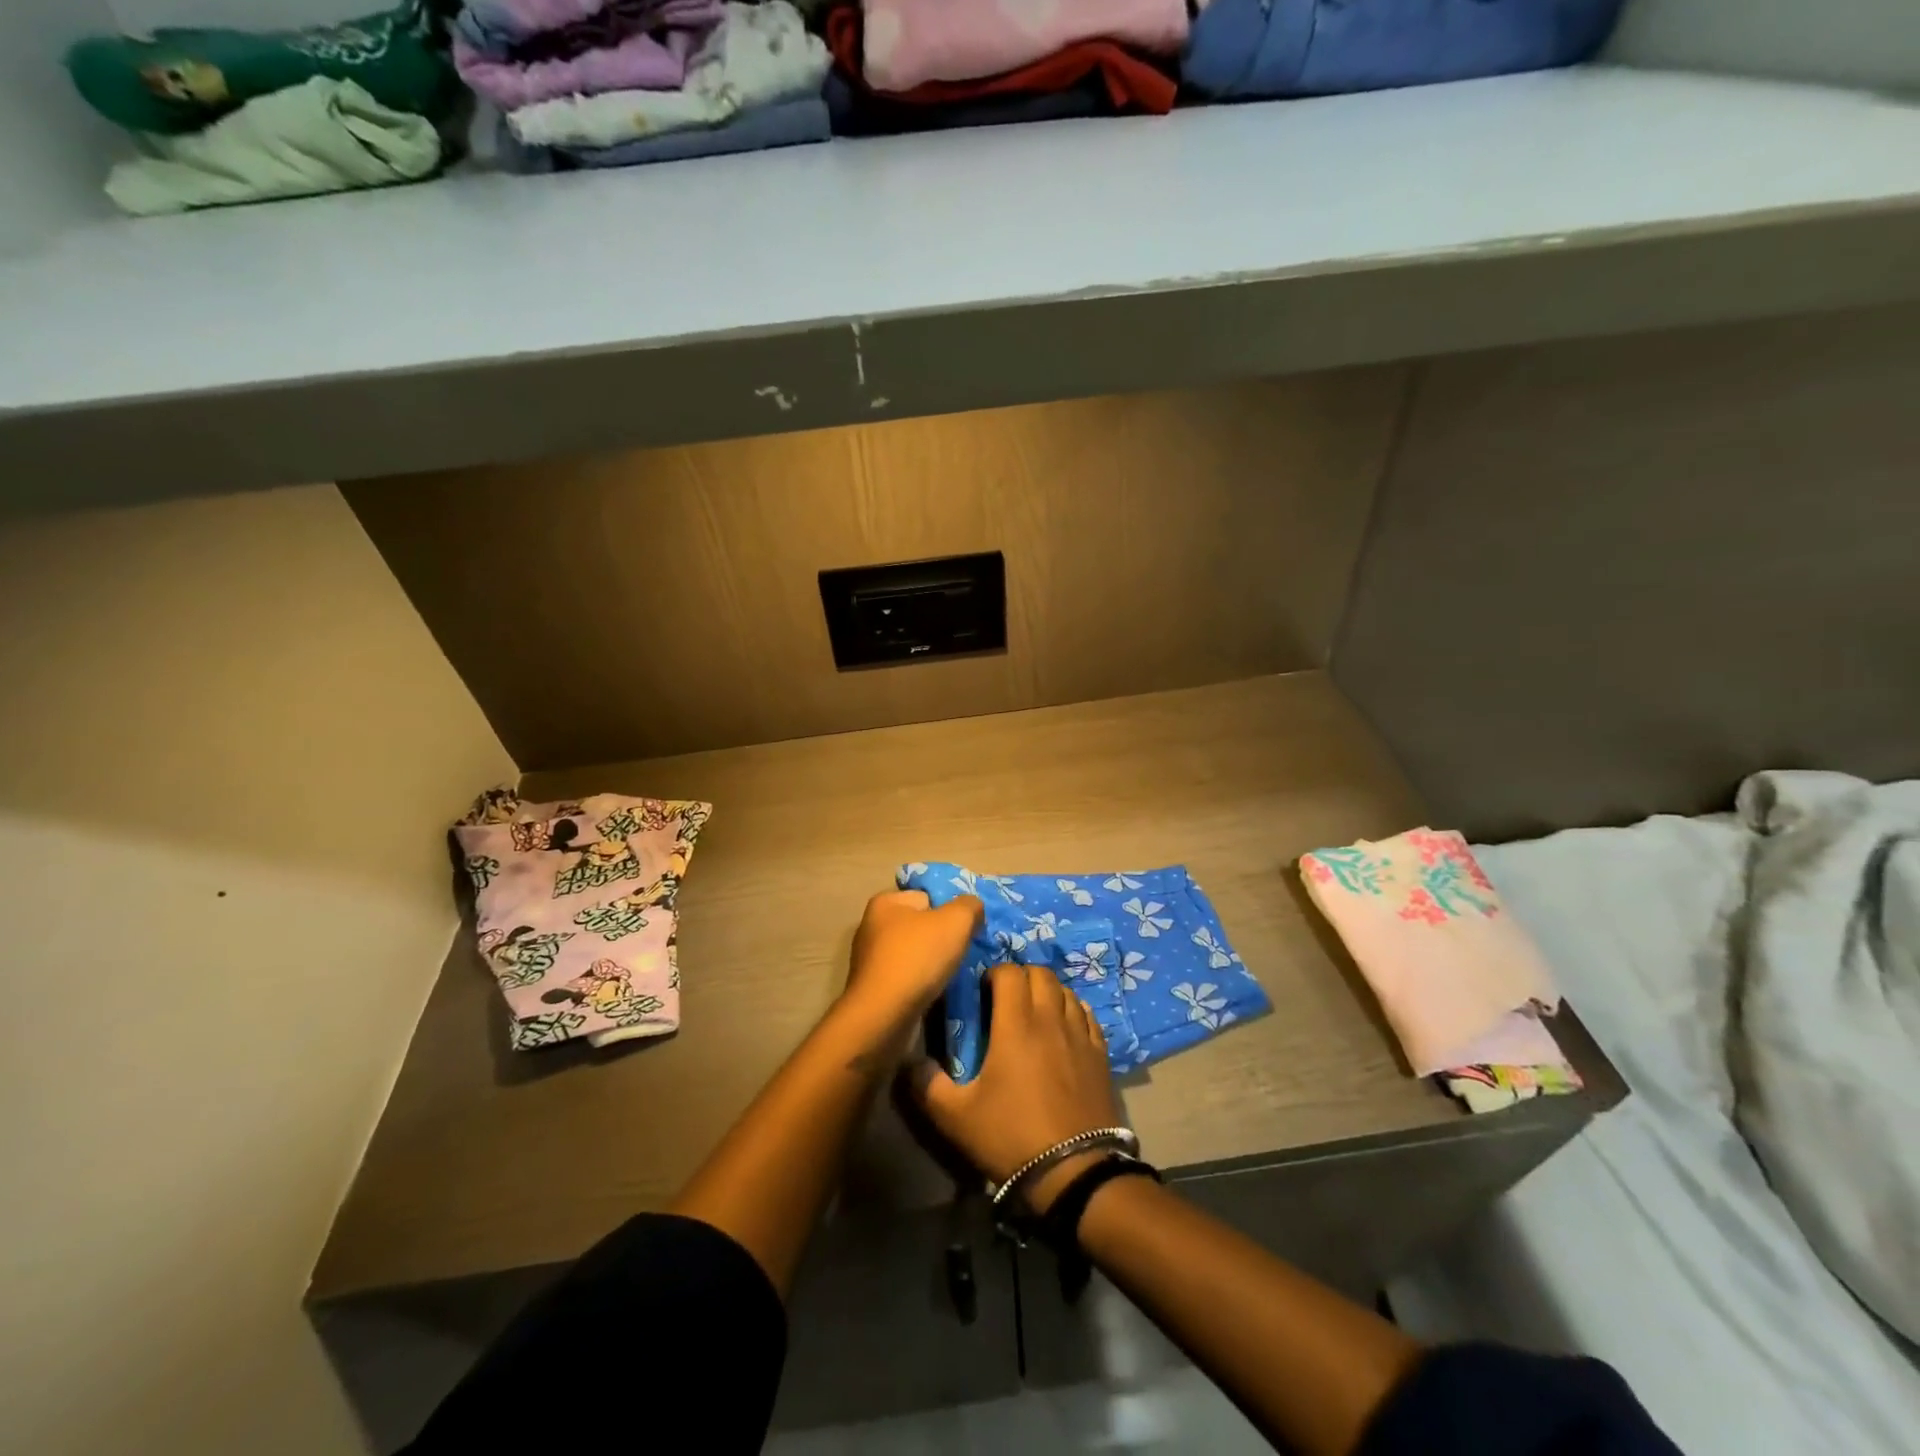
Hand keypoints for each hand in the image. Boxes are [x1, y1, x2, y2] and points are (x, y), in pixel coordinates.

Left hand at [840, 889, 982, 1032]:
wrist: (884, 1016)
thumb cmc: (918, 958)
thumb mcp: (956, 920)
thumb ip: (969, 906)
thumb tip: (973, 907)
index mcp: (885, 903)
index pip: (927, 896)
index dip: (950, 910)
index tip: (966, 929)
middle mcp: (872, 927)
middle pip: (921, 926)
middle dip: (943, 938)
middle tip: (963, 952)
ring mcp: (871, 960)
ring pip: (915, 954)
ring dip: (934, 964)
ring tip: (953, 975)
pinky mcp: (874, 989)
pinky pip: (907, 978)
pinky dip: (922, 984)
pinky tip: (936, 992)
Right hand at [907, 961, 1127, 1213]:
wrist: (1074, 1172)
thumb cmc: (1011, 1137)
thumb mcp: (956, 1117)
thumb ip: (927, 1085)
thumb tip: (909, 1061)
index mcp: (1016, 1024)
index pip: (1009, 973)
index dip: (994, 974)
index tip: (983, 992)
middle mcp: (1050, 1019)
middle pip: (1041, 973)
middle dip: (1022, 977)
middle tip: (1007, 998)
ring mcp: (1080, 1036)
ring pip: (1066, 992)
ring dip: (1048, 992)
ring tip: (1035, 1012)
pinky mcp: (1101, 1056)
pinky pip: (1088, 1017)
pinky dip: (1074, 1012)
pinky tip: (1065, 1028)